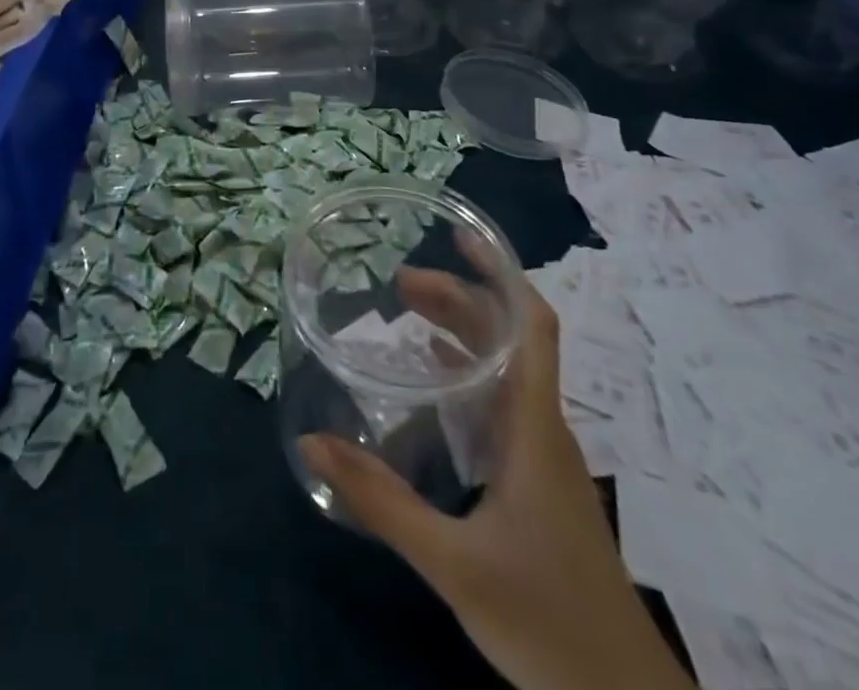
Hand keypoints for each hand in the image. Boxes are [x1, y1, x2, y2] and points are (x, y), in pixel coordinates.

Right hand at [299, 282, 691, 689]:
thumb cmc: (546, 621)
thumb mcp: (453, 563)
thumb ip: (382, 502)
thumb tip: (312, 443)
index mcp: (532, 425)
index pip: (532, 325)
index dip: (501, 272)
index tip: (460, 237)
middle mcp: (541, 426)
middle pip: (507, 338)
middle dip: (457, 298)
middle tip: (397, 285)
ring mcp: (541, 455)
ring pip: (504, 370)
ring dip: (460, 332)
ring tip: (405, 316)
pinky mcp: (536, 482)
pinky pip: (499, 404)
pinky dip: (465, 375)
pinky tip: (430, 386)